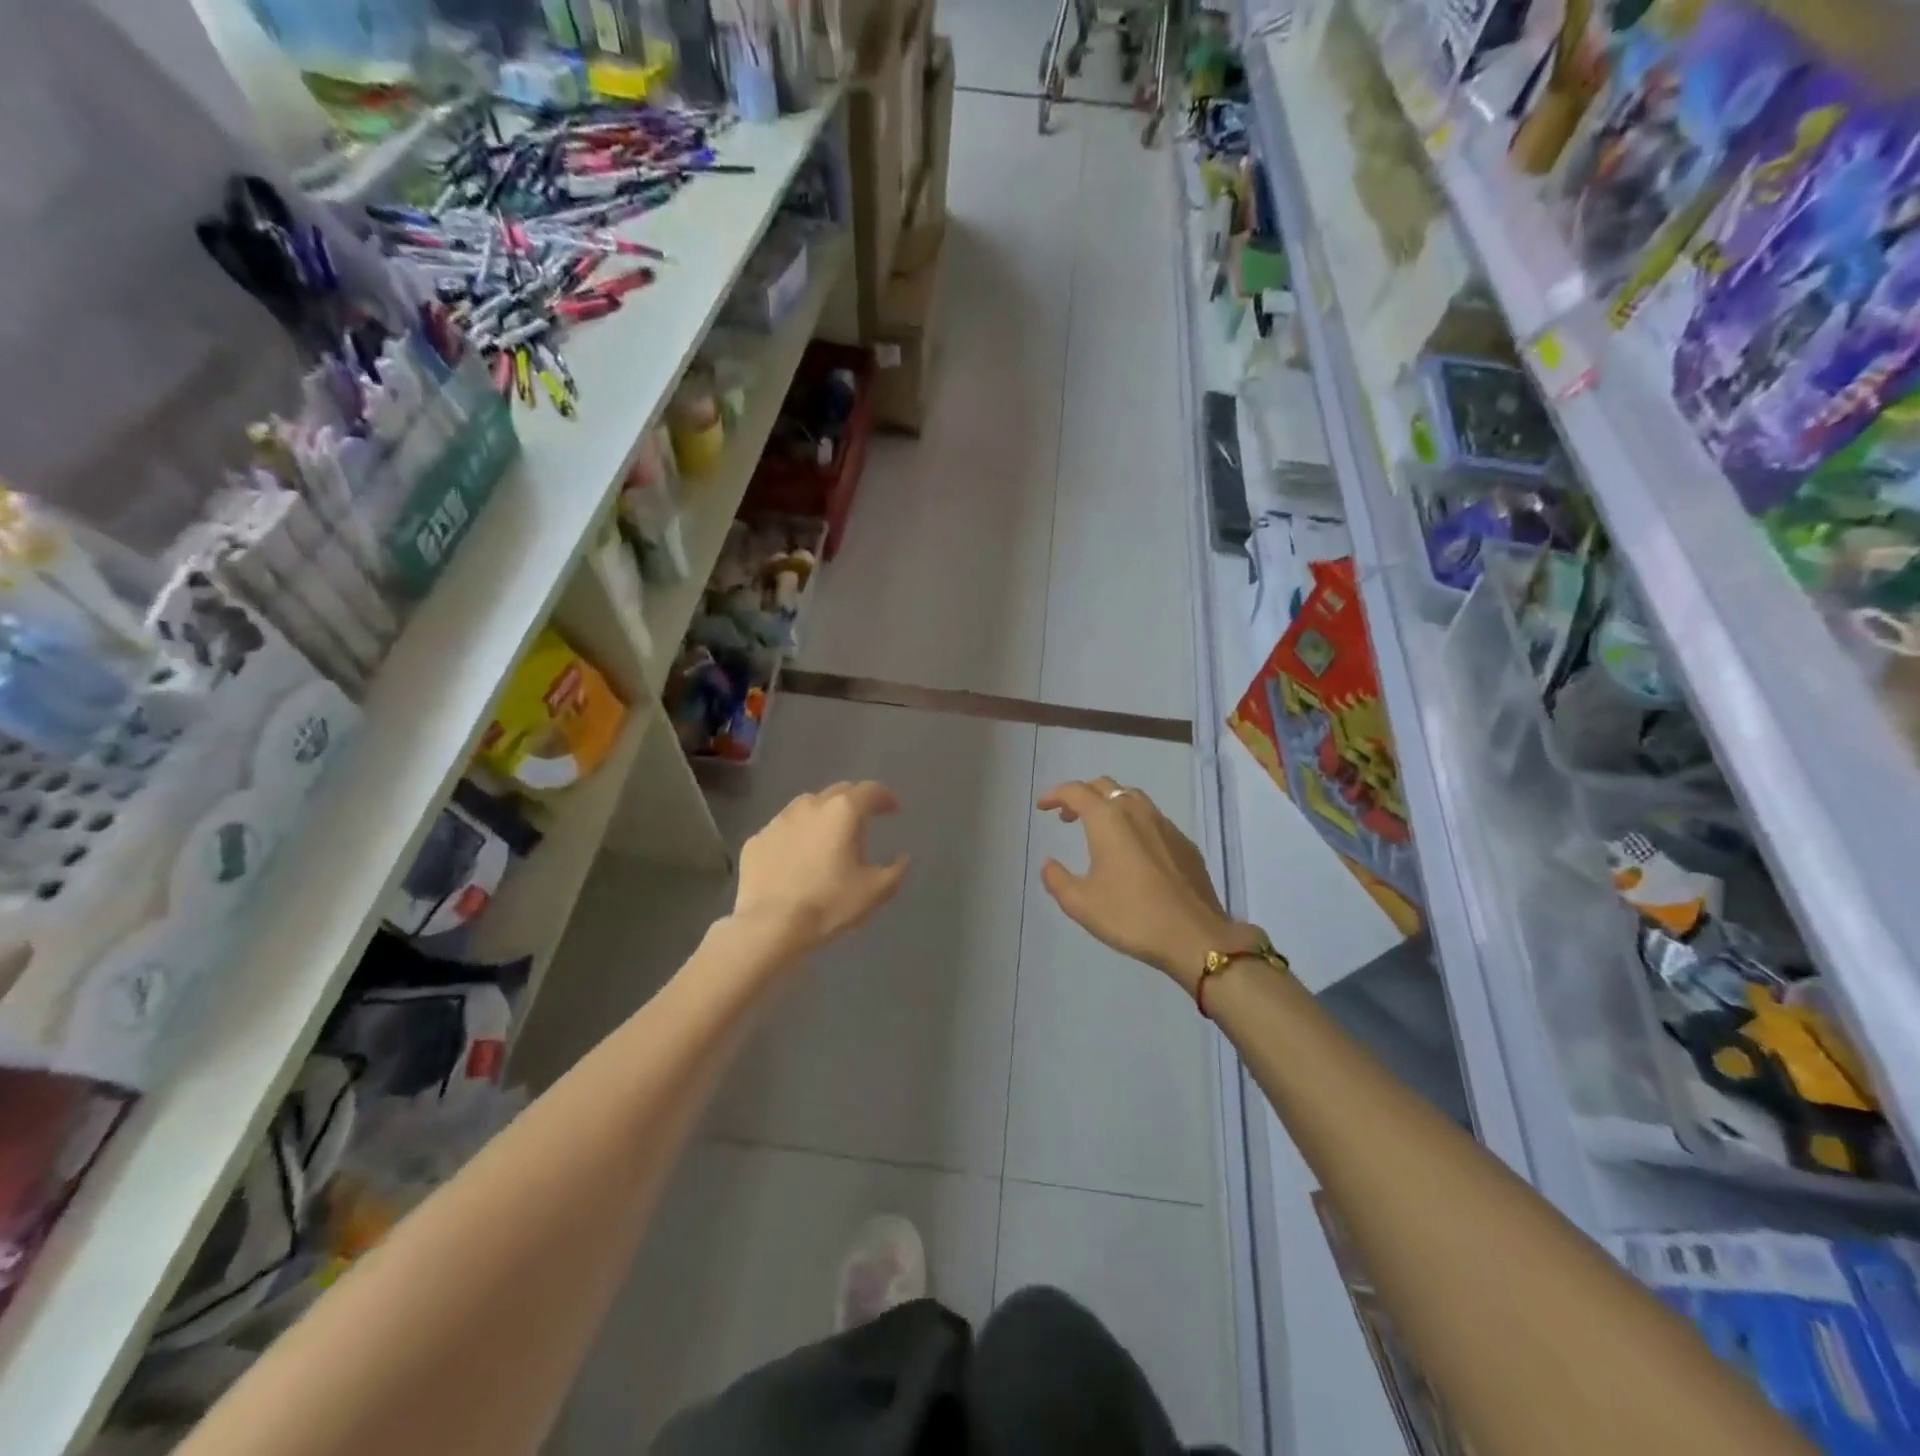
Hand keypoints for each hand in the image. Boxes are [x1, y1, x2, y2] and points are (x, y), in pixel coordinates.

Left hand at [732, 781, 910, 961]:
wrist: (770, 926)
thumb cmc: (830, 904)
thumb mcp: (875, 891)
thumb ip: (896, 869)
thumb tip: (903, 857)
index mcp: (843, 811)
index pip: (870, 790)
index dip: (885, 797)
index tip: (893, 808)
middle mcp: (810, 806)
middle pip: (838, 792)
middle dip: (853, 802)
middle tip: (862, 820)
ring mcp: (778, 821)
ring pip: (806, 807)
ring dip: (822, 816)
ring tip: (828, 836)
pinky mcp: (756, 841)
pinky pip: (782, 831)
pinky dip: (795, 837)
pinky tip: (796, 857)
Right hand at [1037, 778, 1259, 991]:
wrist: (1194, 936)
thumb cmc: (1131, 916)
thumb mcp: (1081, 904)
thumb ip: (1057, 880)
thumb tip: (1048, 863)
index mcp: (1108, 820)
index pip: (1076, 791)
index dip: (1056, 794)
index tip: (1043, 806)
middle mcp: (1136, 812)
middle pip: (1105, 786)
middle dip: (1082, 795)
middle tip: (1068, 817)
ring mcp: (1165, 825)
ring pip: (1132, 798)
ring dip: (1110, 804)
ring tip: (1099, 829)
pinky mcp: (1184, 843)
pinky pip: (1153, 819)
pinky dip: (1134, 822)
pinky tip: (1133, 850)